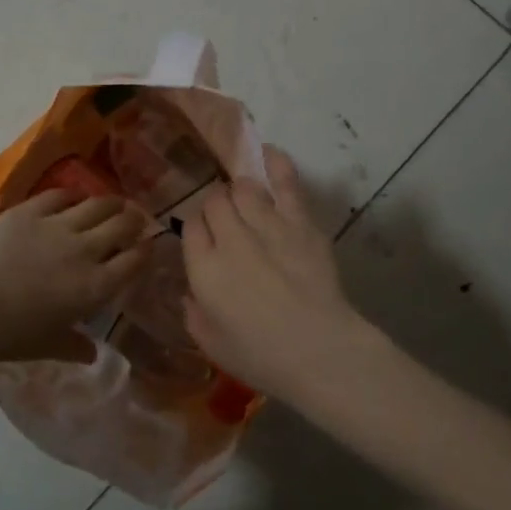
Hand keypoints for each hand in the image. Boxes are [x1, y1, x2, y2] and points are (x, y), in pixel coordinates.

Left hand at [0, 189, 148, 368]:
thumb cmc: (11, 335)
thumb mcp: (49, 345)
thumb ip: (75, 346)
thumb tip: (93, 354)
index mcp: (96, 287)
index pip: (134, 261)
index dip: (145, 251)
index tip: (147, 247)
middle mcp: (86, 250)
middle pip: (122, 226)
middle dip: (133, 221)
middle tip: (134, 220)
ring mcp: (58, 225)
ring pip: (97, 204)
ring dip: (111, 203)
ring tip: (114, 204)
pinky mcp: (30, 210)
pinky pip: (61, 194)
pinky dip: (73, 195)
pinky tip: (75, 197)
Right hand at [181, 147, 371, 403]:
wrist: (320, 351)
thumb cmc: (262, 357)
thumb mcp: (211, 344)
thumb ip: (194, 314)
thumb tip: (191, 293)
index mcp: (203, 269)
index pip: (190, 227)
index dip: (197, 229)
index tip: (205, 240)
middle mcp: (230, 238)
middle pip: (214, 202)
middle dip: (216, 208)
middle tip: (226, 223)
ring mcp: (266, 225)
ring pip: (243, 189)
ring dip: (240, 192)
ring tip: (246, 201)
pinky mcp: (300, 223)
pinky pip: (285, 183)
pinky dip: (276, 164)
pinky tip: (267, 152)